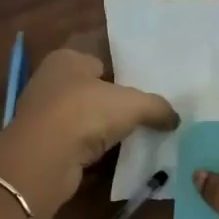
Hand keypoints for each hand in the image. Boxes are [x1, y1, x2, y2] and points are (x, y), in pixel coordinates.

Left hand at [0, 47, 176, 218]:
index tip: (147, 88)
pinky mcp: (45, 144)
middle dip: (116, 102)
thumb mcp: (132, 104)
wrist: (43, 159)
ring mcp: (45, 114)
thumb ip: (157, 107)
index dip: (124, 72)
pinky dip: (94, 149)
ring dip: (105, 128)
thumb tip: (175, 118)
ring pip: (85, 118)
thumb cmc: (85, 113)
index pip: (101, 59)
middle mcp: (51, 81)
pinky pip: (79, 143)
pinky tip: (116, 156)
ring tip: (138, 136)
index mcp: (67, 59)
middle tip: (148, 114)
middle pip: (93, 89)